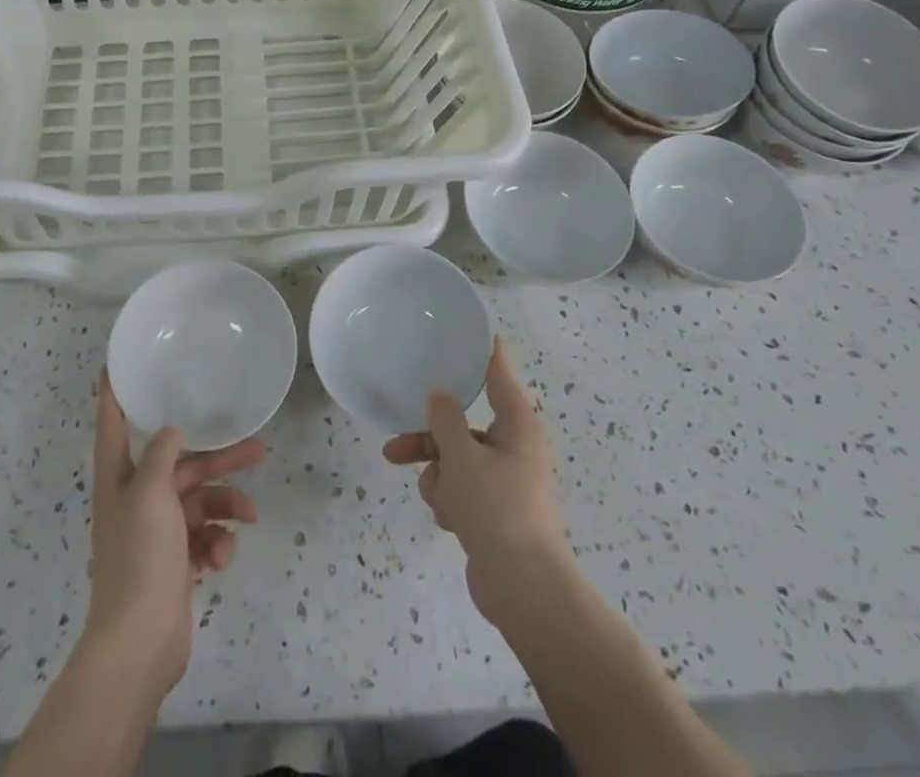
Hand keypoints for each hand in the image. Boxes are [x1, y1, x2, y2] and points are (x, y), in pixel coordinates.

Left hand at [82, 373, 264, 703]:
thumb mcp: (151, 494)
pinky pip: (203, 538)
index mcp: (119, 478)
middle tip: (257, 448)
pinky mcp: (175, 562)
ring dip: (226, 508)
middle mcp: (136, 499)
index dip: (113, 394)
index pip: (113, 424)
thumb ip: (163, 454)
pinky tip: (222, 559)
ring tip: (250, 517)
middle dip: (218, 459)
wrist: (139, 644)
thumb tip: (173, 429)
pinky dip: (217, 544)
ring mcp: (156, 533)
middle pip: (180, 464)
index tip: (115, 364)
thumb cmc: (140, 558)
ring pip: (200, 502)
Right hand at [383, 339, 569, 625]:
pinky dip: (450, 502)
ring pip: (454, 461)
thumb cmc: (497, 508)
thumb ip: (445, 419)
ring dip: (437, 476)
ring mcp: (503, 482)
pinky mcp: (493, 513)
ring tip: (434, 497)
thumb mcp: (462, 455)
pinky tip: (451, 521)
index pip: (498, 374)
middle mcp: (512, 447)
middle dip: (429, 438)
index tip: (467, 332)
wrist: (523, 588)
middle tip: (395, 442)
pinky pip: (459, 492)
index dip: (483, 352)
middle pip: (462, 425)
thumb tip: (439, 395)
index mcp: (516, 424)